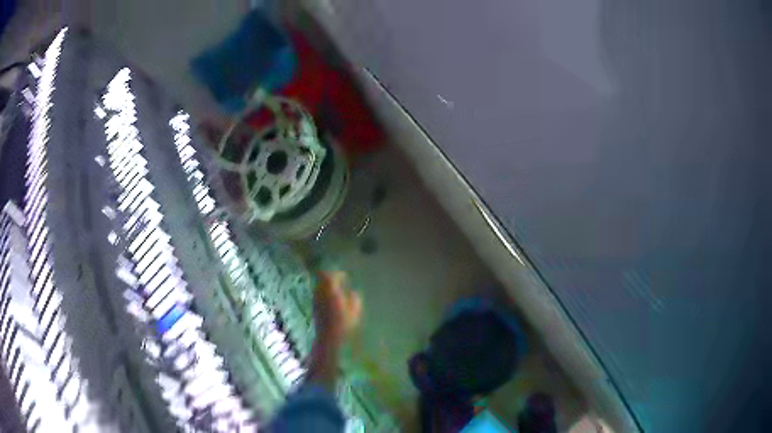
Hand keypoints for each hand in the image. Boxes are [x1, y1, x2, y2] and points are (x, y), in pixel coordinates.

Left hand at [313, 271, 362, 348]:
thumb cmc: (343, 323)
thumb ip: (355, 298)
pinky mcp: (314, 306)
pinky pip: (318, 293)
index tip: (345, 277)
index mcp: (331, 291)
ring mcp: (316, 299)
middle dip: (330, 277)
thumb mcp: (355, 311)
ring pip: (319, 285)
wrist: (328, 336)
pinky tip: (331, 299)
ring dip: (326, 284)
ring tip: (335, 289)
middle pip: (322, 277)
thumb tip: (353, 292)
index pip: (331, 276)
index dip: (338, 274)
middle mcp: (321, 292)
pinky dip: (324, 292)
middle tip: (339, 280)